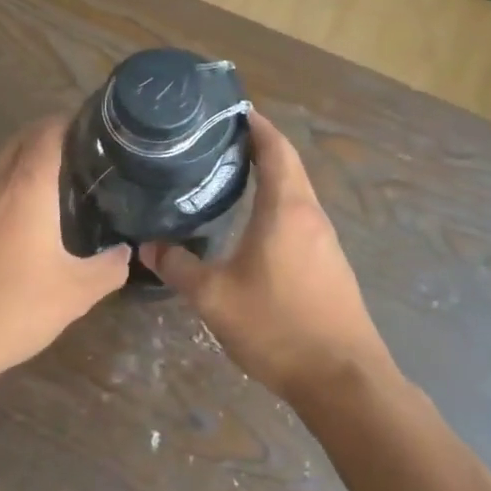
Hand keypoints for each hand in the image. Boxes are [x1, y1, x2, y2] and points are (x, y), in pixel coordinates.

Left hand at [0, 115, 129, 381]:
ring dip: (24, 162)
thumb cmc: (14, 309)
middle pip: (20, 140)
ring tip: (55, 183)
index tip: (96, 128)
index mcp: (25, 188)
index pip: (47, 132)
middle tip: (83, 154)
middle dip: (49, 136)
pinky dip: (5, 188)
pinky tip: (19, 221)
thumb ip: (110, 267)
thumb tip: (126, 251)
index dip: (71, 122)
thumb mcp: (77, 293)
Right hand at [141, 112, 392, 404]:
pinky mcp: (330, 265)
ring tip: (229, 176)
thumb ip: (179, 267)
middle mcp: (311, 215)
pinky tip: (252, 225)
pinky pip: (300, 218)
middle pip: (288, 166)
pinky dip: (277, 205)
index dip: (256, 125)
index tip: (231, 110)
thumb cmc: (278, 326)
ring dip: (269, 177)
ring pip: (296, 193)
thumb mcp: (215, 297)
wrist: (343, 379)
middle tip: (218, 141)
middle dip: (259, 146)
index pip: (275, 148)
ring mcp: (326, 241)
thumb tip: (147, 246)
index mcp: (287, 209)